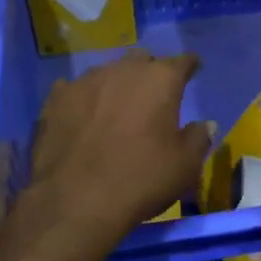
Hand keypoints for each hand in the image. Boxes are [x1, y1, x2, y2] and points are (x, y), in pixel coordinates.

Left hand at [22, 51, 210, 244]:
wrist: (76, 200)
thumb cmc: (141, 179)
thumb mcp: (185, 165)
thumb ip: (198, 138)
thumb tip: (205, 124)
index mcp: (160, 80)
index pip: (182, 62)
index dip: (190, 66)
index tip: (193, 70)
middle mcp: (123, 70)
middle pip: (142, 60)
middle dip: (150, 71)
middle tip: (154, 94)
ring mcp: (85, 81)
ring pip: (107, 72)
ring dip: (116, 84)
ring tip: (117, 107)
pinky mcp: (55, 99)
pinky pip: (74, 90)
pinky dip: (84, 99)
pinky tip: (83, 115)